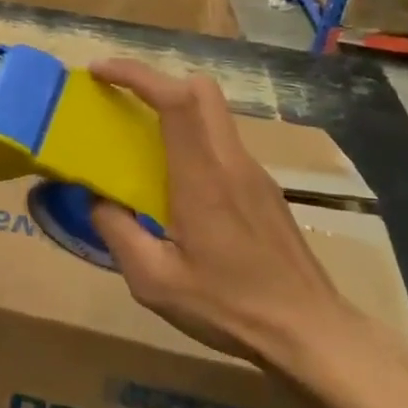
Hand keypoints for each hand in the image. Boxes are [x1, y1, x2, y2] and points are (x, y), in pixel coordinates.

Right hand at [89, 59, 351, 366]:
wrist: (312, 335)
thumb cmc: (229, 306)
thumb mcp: (154, 280)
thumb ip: (116, 231)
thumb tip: (95, 198)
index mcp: (203, 177)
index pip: (176, 100)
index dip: (136, 75)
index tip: (99, 71)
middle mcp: (231, 162)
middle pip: (201, 90)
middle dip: (155, 79)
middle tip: (117, 97)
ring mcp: (254, 174)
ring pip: (213, 113)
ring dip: (174, 107)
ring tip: (138, 138)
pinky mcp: (264, 190)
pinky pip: (221, 142)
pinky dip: (191, 137)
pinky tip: (174, 181)